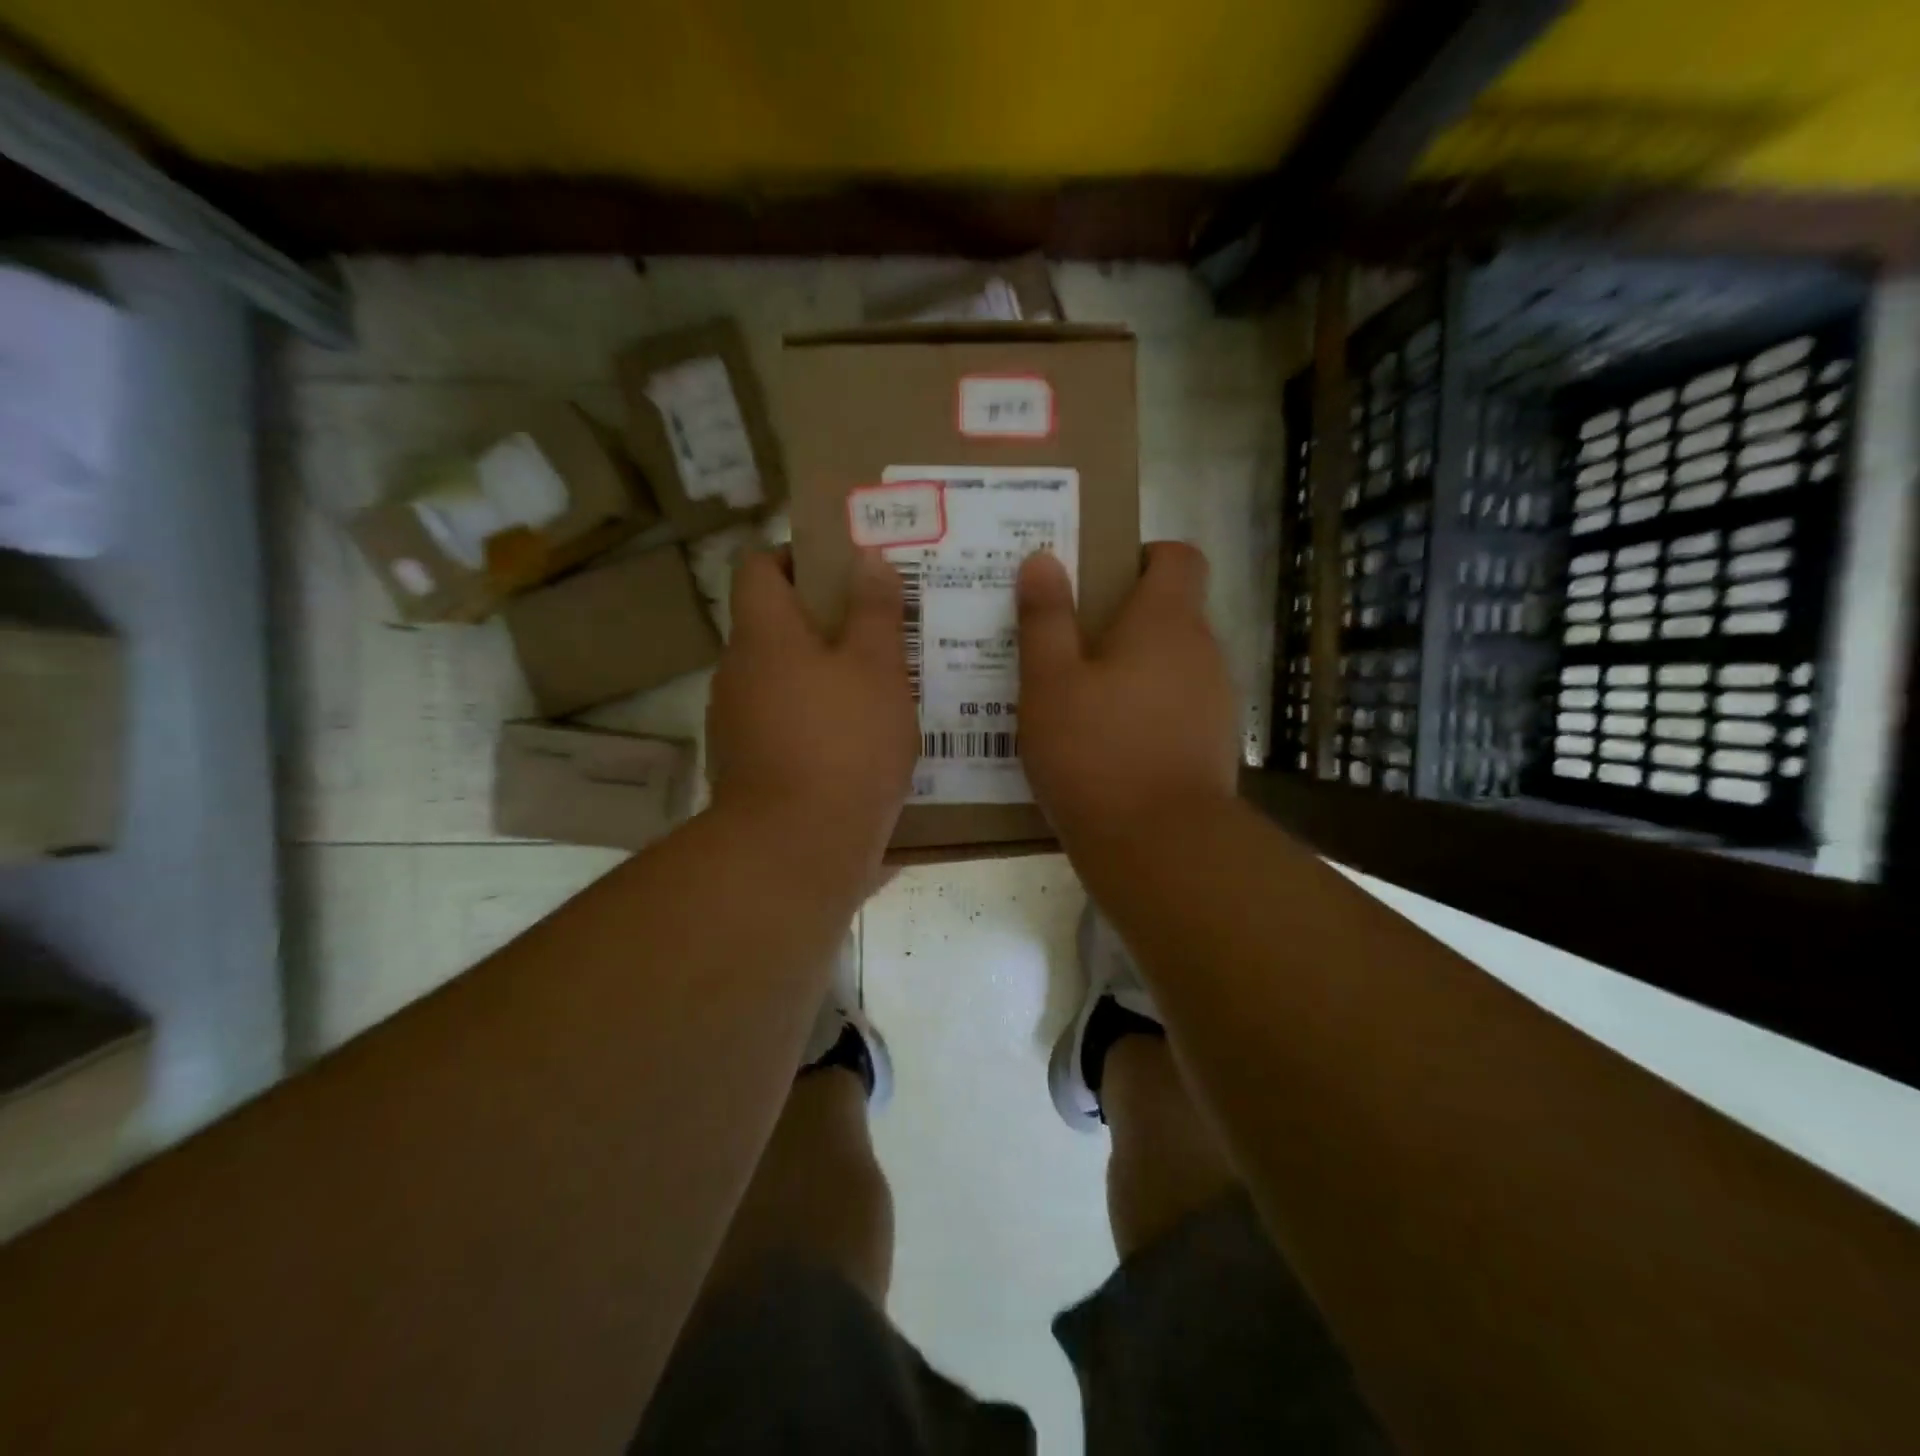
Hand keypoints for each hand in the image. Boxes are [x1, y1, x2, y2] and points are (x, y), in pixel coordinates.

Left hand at [708, 547, 918, 865]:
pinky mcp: (751, 770)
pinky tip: (862, 742)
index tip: (844, 567)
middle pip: (774, 627)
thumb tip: (866, 556)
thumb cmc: (843, 744)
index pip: (759, 567)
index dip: (797, 555)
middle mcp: (738, 674)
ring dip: (825, 677)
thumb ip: (874, 610)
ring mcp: (738, 726)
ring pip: (784, 681)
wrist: (797, 852)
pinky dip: (818, 723)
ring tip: (884, 686)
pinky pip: (787, 727)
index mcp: (763, 635)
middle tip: (881, 628)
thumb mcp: (877, 669)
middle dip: (825, 622)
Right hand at [1017, 543, 1238, 847]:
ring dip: (1131, 671)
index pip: (1178, 557)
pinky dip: (1145, 712)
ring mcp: (1215, 702)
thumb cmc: (1096, 752)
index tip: (1099, 579)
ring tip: (1077, 700)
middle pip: (1171, 613)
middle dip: (1122, 619)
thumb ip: (1045, 618)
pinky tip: (1105, 745)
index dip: (1143, 556)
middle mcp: (1203, 652)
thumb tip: (1043, 560)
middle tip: (1066, 644)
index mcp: (1167, 621)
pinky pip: (1176, 709)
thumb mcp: (1050, 683)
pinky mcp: (1213, 747)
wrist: (1161, 848)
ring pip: (1171, 666)